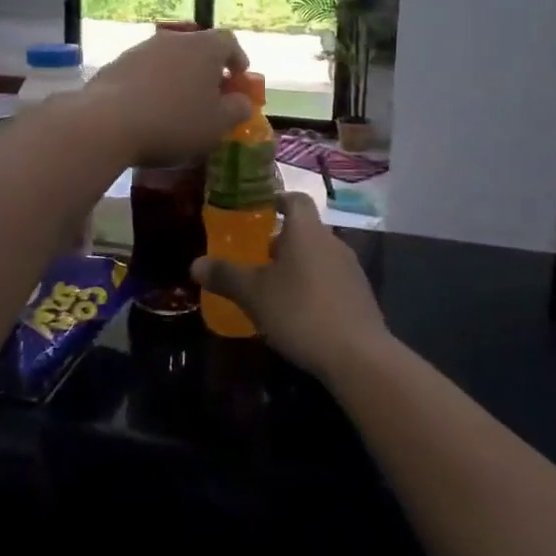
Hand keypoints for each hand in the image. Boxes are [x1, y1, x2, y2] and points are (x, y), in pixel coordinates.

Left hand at [81, 29, 250, 166]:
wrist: (107, 123)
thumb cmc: (174, 122)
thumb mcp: (217, 125)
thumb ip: (237, 110)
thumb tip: (242, 102)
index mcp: (205, 47)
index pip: (229, 42)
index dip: (237, 59)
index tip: (239, 78)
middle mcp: (174, 39)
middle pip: (197, 48)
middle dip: (206, 70)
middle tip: (210, 95)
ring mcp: (141, 49)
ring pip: (169, 59)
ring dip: (177, 77)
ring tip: (177, 104)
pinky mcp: (116, 64)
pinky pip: (144, 72)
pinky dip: (152, 85)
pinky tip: (148, 109)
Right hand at [192, 192, 389, 380]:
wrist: (358, 356)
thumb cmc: (300, 312)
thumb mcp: (253, 294)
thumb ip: (225, 276)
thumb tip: (195, 264)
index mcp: (306, 231)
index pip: (295, 199)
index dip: (277, 200)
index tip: (258, 211)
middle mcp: (332, 242)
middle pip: (305, 230)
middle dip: (281, 241)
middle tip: (256, 258)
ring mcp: (351, 270)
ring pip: (318, 257)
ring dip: (298, 266)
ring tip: (274, 289)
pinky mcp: (361, 297)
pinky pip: (331, 281)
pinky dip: (314, 288)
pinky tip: (299, 314)